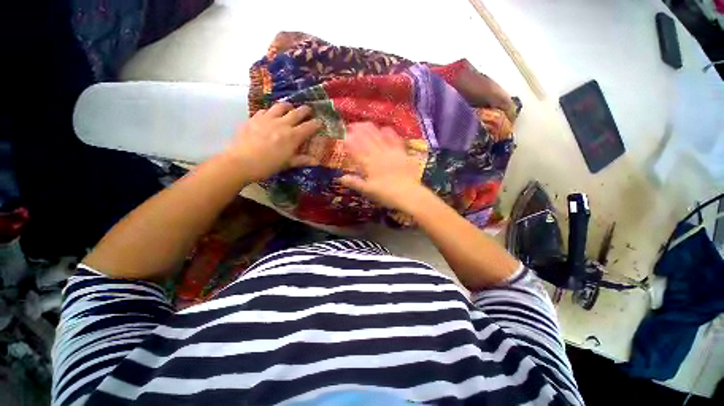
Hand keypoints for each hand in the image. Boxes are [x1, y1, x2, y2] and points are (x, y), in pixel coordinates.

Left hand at [227, 102, 322, 181]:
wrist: (241, 162)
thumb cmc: (268, 165)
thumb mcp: (287, 164)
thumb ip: (303, 160)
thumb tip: (317, 161)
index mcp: (293, 136)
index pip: (309, 126)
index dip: (317, 124)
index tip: (320, 123)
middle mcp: (282, 124)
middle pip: (297, 112)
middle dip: (306, 110)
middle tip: (309, 111)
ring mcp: (267, 119)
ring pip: (281, 106)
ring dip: (288, 107)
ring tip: (290, 109)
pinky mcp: (254, 118)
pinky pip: (265, 110)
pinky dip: (271, 112)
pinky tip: (270, 117)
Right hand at [339, 123, 427, 211]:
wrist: (408, 194)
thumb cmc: (386, 194)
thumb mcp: (368, 191)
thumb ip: (354, 183)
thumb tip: (340, 178)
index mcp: (368, 164)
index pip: (356, 150)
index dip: (349, 142)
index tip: (344, 136)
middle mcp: (378, 154)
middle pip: (366, 139)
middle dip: (357, 131)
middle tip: (351, 125)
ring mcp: (390, 152)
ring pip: (378, 136)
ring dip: (370, 129)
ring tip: (364, 123)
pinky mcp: (402, 152)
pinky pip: (394, 139)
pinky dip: (389, 133)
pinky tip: (385, 128)